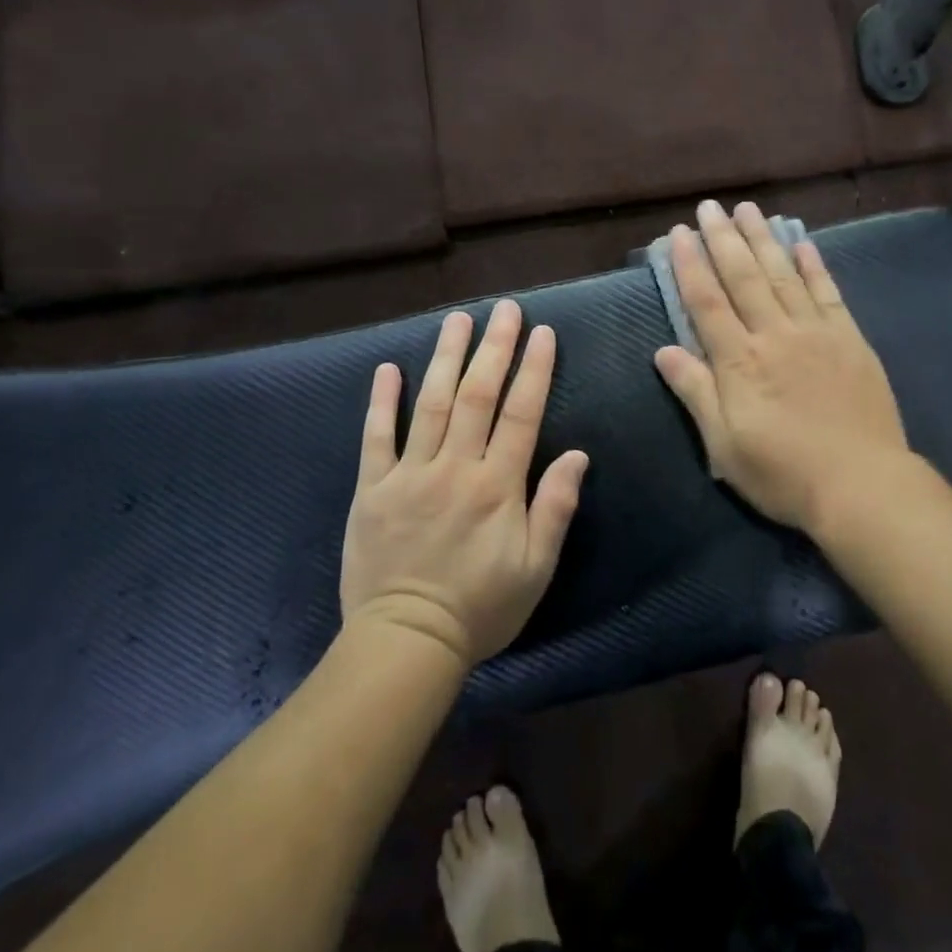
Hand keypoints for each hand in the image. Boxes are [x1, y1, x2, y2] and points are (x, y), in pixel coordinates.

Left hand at [341, 300, 589, 667]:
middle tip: (504, 309)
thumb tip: (578, 454)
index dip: (535, 370)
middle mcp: (455, 468)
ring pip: (429, 404)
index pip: (522, 413)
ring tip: (456, 320)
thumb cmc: (482, 607)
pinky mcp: (372, 490)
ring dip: (444, 357)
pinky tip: (387, 369)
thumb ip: (555, 507)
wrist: (407, 642)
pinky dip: (381, 402)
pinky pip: (375, 438)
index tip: (543, 333)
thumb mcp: (537, 567)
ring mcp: (409, 475)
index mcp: (498, 485)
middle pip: (476, 396)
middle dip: (493, 348)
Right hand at [654, 201, 909, 532]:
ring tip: (749, 209)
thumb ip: (695, 392)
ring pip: (784, 275)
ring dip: (764, 240)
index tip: (679, 234)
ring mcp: (816, 333)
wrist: (861, 484)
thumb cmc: (783, 472)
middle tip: (710, 206)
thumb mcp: (724, 445)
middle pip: (744, 277)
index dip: (690, 265)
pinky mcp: (850, 340)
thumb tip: (664, 350)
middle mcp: (775, 334)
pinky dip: (814, 266)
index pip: (707, 302)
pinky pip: (828, 293)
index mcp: (739, 361)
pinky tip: (803, 244)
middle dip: (724, 239)